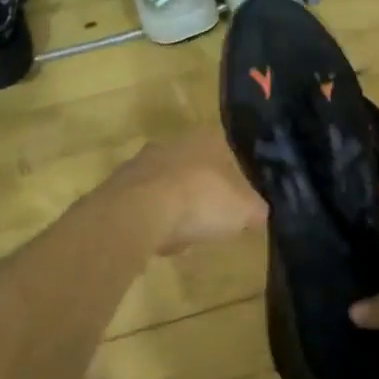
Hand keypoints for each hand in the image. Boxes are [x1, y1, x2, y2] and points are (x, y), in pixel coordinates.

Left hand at [104, 129, 266, 252]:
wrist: (138, 212)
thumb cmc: (200, 200)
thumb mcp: (244, 210)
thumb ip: (256, 210)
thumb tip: (260, 214)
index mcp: (206, 138)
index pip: (227, 152)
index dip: (234, 180)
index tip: (237, 205)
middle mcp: (173, 142)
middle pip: (195, 169)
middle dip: (202, 195)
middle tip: (211, 221)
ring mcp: (142, 162)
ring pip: (168, 187)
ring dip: (176, 210)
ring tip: (184, 238)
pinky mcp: (119, 186)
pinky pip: (144, 206)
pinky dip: (153, 222)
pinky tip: (159, 241)